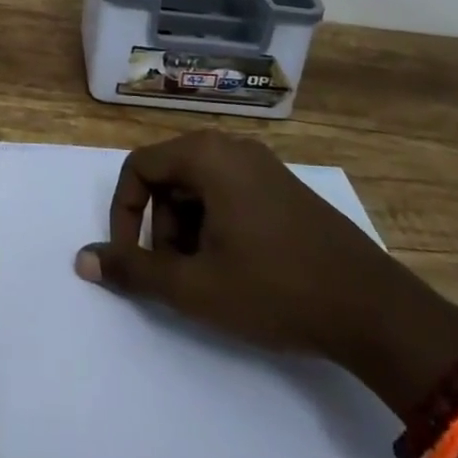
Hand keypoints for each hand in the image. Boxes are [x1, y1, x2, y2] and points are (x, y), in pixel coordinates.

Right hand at [75, 132, 457, 388]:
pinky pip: (230, 194)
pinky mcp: (285, 188)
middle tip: (178, 274)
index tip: (132, 259)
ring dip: (188, 230)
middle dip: (161, 227)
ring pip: (199, 188)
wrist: (373, 310)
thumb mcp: (194, 286)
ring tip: (209, 277)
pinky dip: (217, 226)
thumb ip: (134, 270)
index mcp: (206, 155)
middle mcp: (232, 147)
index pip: (139, 167)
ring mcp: (263, 165)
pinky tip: (239, 268)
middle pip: (169, 177)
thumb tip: (83, 259)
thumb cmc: (274, 289)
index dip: (124, 213)